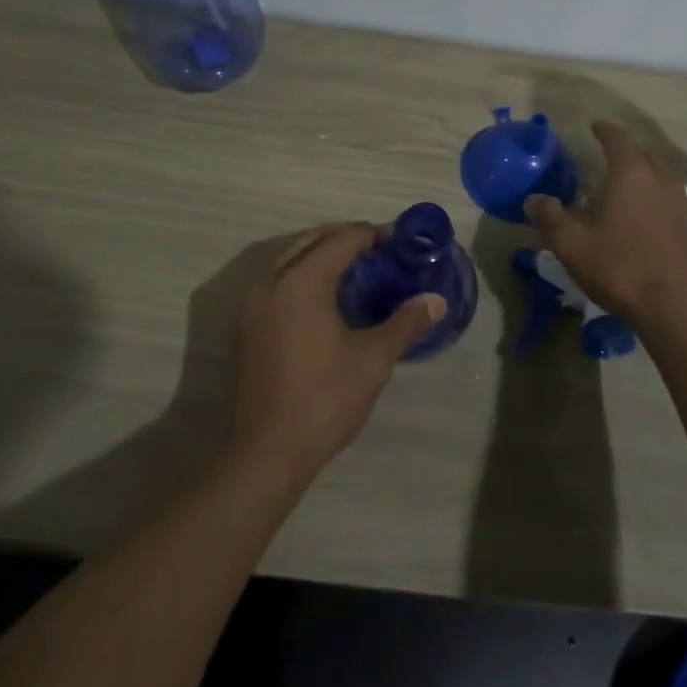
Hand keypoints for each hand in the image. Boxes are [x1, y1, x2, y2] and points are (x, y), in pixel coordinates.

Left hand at [231, 224, 445, 485]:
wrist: (268, 451)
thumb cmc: (324, 399)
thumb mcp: (374, 360)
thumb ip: (406, 323)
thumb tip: (436, 300)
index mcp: (301, 281)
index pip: (343, 239)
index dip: (375, 235)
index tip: (403, 242)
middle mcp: (272, 281)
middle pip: (314, 241)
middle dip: (349, 240)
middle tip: (384, 254)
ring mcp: (255, 304)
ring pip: (293, 259)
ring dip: (325, 257)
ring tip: (362, 273)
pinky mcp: (249, 325)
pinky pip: (281, 281)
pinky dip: (307, 276)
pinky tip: (332, 300)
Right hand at [525, 122, 686, 323]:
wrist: (679, 308)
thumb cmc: (621, 268)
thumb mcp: (572, 245)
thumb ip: (550, 218)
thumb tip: (533, 198)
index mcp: (631, 175)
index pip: (618, 139)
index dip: (605, 130)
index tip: (594, 126)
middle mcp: (660, 181)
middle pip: (642, 154)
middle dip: (623, 151)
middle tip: (603, 156)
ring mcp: (680, 205)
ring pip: (658, 178)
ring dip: (639, 177)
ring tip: (619, 188)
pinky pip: (667, 201)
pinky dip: (651, 199)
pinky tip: (639, 219)